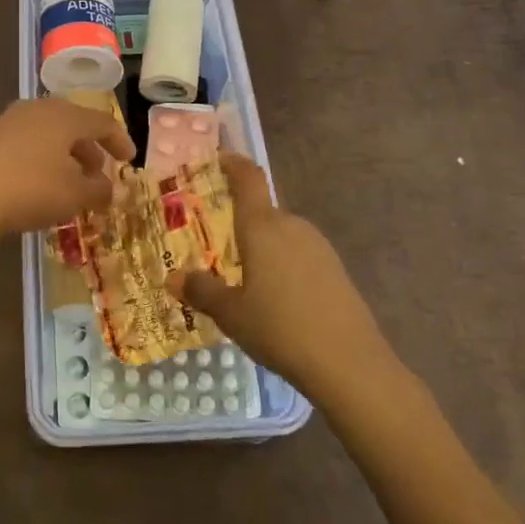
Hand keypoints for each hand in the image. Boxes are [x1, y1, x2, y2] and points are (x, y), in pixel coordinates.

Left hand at [0, 98, 135, 243]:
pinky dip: (43, 157)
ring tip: (70, 181)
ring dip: (66, 154)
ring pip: (50, 132)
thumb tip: (107, 188)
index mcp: (65, 116)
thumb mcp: (75, 196)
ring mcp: (11, 120)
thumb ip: (99, 190)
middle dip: (90, 148)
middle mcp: (39, 108)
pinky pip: (28, 141)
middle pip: (74, 123)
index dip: (120, 141)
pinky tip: (40, 182)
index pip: (102, 122)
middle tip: (98, 173)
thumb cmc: (31, 190)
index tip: (129, 161)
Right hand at [169, 153, 394, 393]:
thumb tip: (174, 277)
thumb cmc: (280, 328)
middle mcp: (291, 226)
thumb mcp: (231, 314)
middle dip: (241, 223)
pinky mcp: (336, 270)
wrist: (350, 364)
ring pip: (282, 236)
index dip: (234, 164)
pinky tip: (277, 298)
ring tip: (244, 277)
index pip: (249, 179)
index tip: (220, 159)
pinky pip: (299, 255)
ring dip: (263, 247)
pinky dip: (283, 265)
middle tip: (218, 244)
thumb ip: (201, 291)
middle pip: (263, 212)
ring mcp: (318, 247)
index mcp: (262, 227)